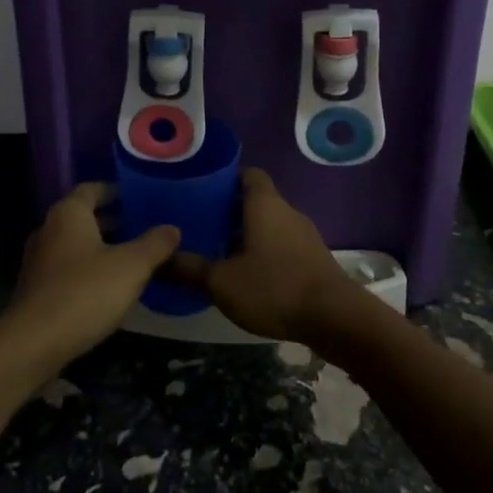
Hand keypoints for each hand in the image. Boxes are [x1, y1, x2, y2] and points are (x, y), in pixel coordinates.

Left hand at [0, 183, 179, 377]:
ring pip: (75, 245)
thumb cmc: (85, 292)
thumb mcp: (131, 266)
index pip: (92, 189)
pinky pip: (67, 269)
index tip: (139, 199)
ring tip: (132, 258)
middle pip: (83, 217)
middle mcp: (48, 230)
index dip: (115, 191)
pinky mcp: (36, 290)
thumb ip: (154, 245)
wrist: (34, 344)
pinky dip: (88, 270)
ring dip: (101, 248)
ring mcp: (38, 261)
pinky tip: (109, 288)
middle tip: (143, 228)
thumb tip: (172, 228)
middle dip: (112, 221)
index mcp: (68, 214)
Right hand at [168, 168, 359, 343]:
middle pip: (257, 200)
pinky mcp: (314, 259)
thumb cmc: (274, 287)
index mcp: (264, 204)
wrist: (335, 318)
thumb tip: (157, 260)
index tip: (202, 188)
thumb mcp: (222, 282)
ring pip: (270, 224)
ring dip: (248, 233)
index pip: (248, 174)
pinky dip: (265, 252)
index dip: (226, 177)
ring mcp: (304, 236)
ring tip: (219, 250)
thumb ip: (189, 269)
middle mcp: (287, 212)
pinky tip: (248, 275)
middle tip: (201, 223)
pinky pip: (283, 245)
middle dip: (230, 210)